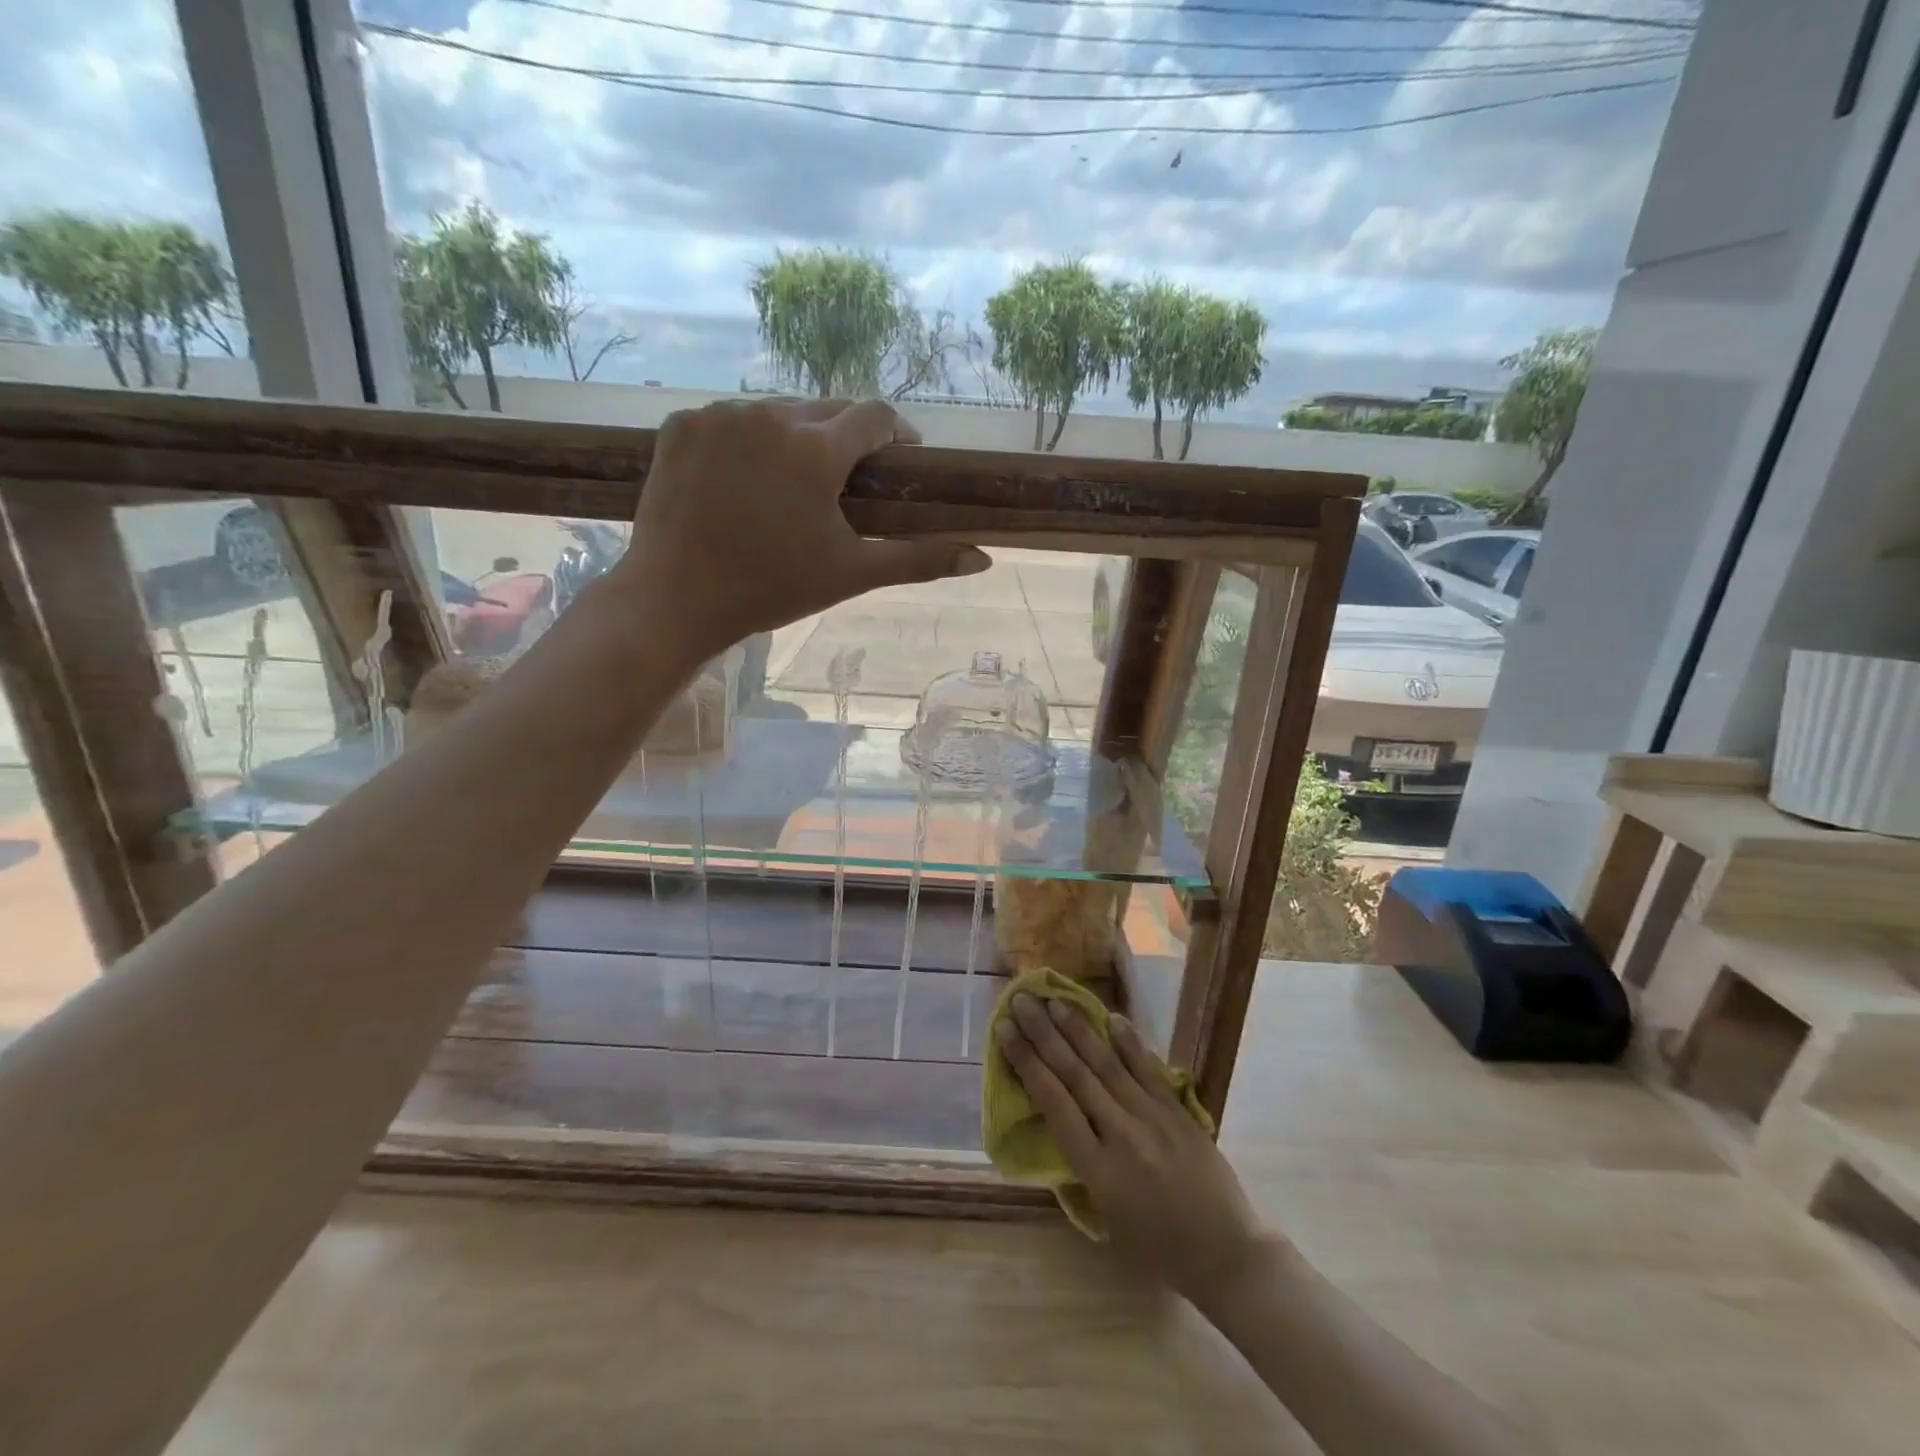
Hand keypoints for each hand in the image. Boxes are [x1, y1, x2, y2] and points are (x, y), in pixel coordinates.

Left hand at [613, 396, 989, 659]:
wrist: (676, 600)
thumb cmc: (773, 588)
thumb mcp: (852, 573)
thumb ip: (919, 559)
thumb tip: (984, 558)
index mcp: (816, 448)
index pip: (874, 415)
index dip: (896, 432)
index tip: (902, 455)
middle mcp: (770, 415)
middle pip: (826, 407)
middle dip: (846, 435)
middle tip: (849, 477)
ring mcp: (719, 415)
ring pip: (777, 411)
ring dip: (796, 435)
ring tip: (796, 480)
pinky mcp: (680, 425)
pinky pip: (730, 419)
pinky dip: (747, 440)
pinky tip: (747, 478)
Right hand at [997, 994, 1272, 1307]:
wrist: (1228, 1256)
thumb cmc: (1159, 1251)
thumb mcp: (1106, 1220)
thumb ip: (1081, 1169)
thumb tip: (1059, 1124)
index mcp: (1098, 1170)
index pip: (1053, 1103)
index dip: (1026, 1063)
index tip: (1005, 1031)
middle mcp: (1122, 1136)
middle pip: (1075, 1074)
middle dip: (1044, 1034)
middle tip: (1021, 1001)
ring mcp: (1154, 1119)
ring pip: (1108, 1065)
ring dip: (1078, 1029)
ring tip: (1054, 1001)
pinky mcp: (1179, 1113)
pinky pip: (1148, 1070)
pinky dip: (1129, 1043)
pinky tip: (1110, 1017)